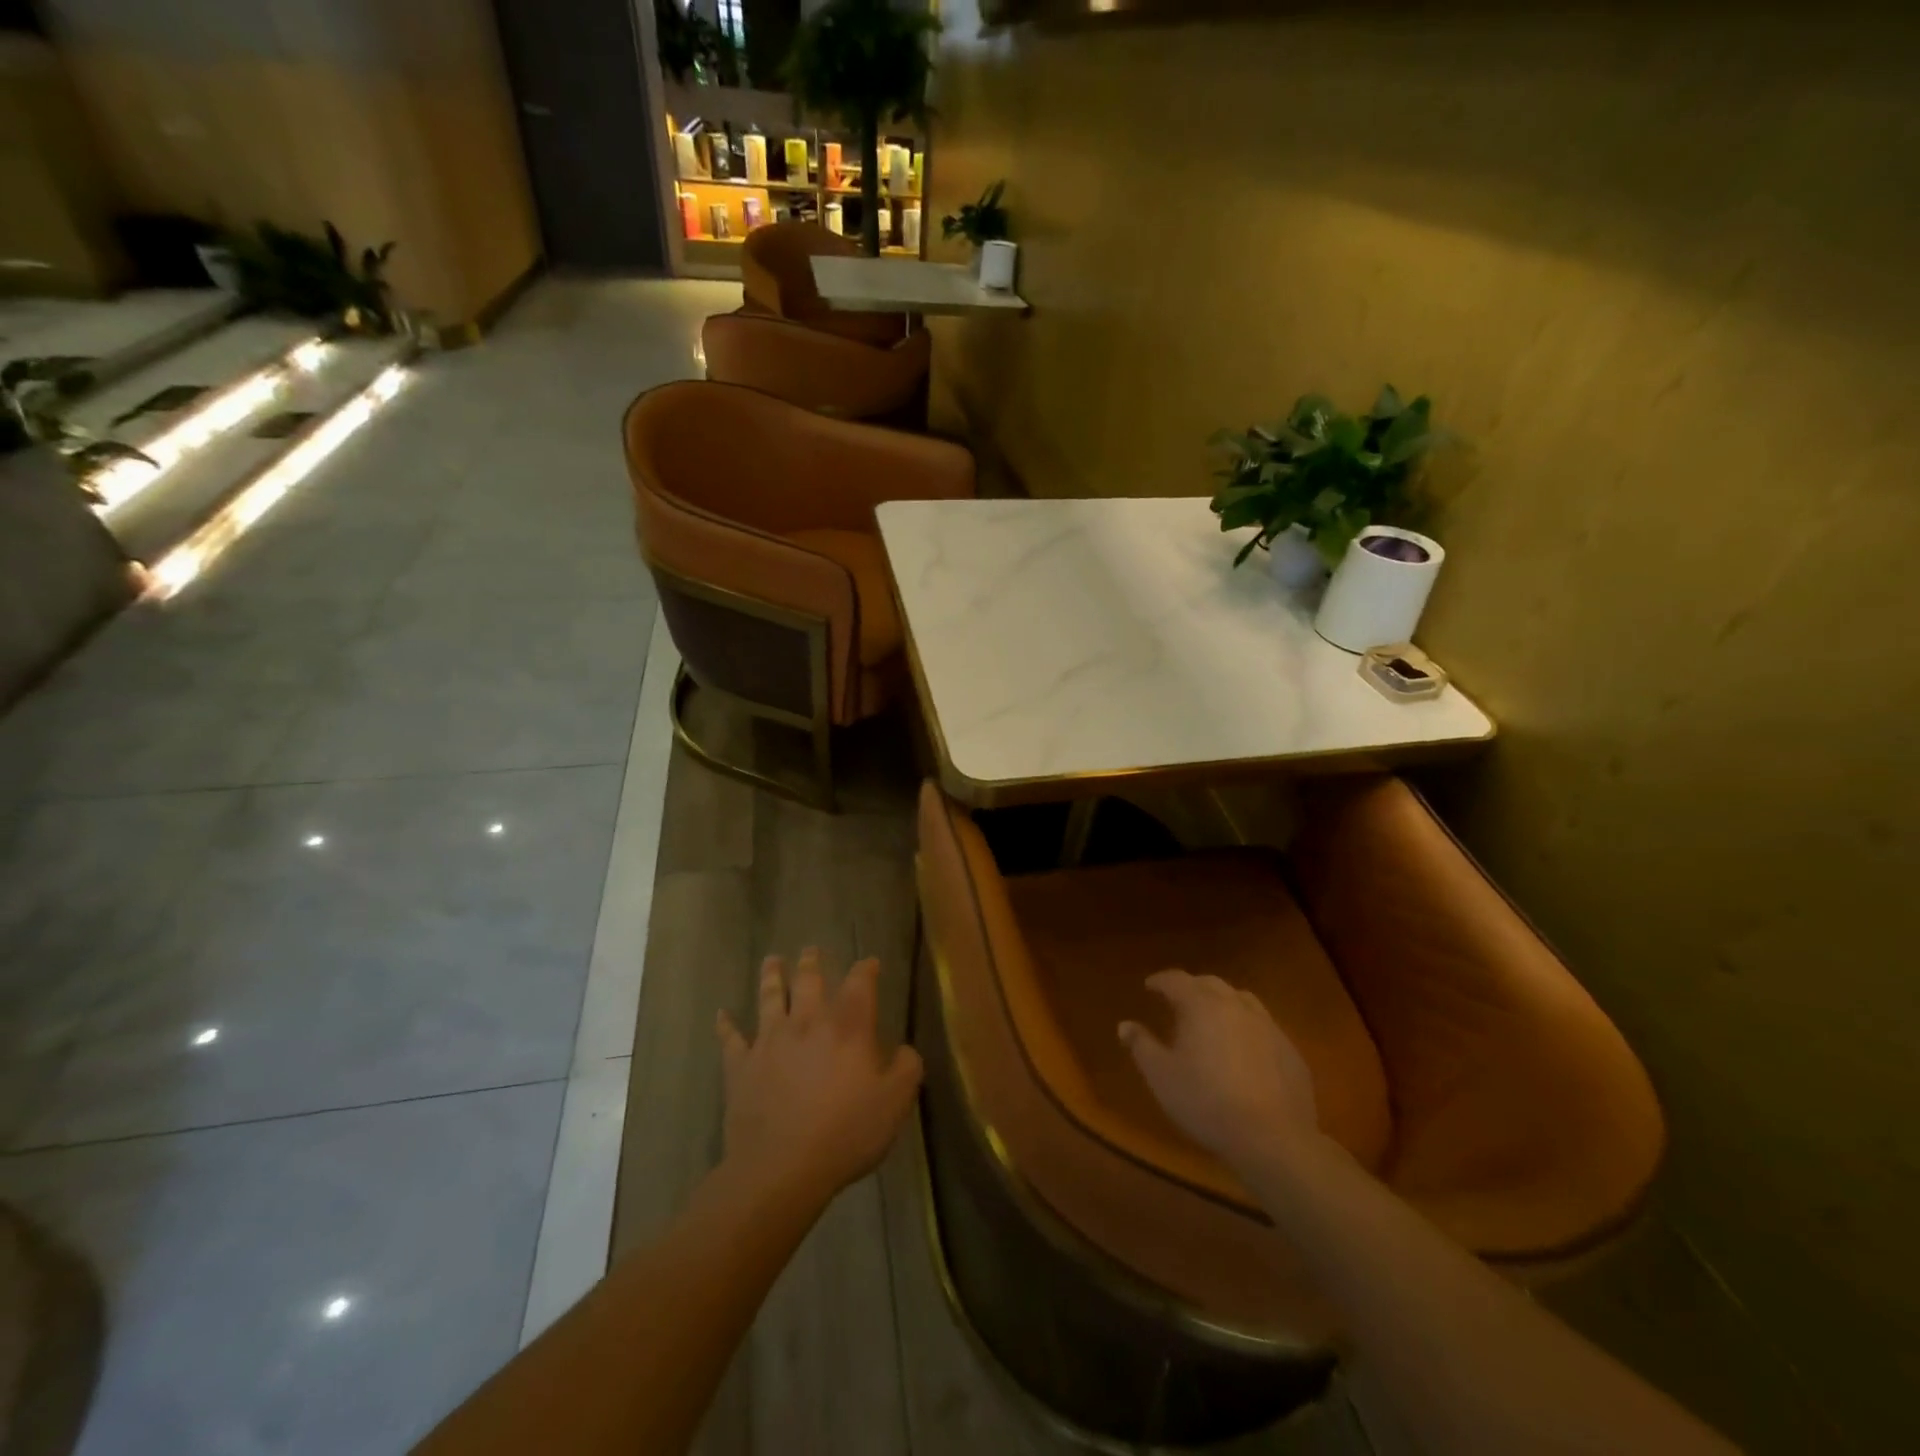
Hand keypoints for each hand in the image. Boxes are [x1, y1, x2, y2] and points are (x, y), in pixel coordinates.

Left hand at [717, 949, 923, 1202]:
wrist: (781, 1167)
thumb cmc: (845, 1133)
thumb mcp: (895, 1103)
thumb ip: (906, 1068)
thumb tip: (904, 1049)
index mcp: (848, 1027)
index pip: (860, 984)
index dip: (866, 969)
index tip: (870, 962)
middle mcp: (808, 1022)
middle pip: (809, 980)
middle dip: (812, 962)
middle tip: (811, 949)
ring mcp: (770, 1041)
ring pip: (770, 997)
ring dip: (771, 976)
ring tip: (772, 960)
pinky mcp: (741, 1066)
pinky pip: (730, 1039)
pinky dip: (725, 1025)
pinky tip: (721, 1014)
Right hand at [1118, 969, 1319, 1172]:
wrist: (1272, 1138)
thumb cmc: (1206, 1101)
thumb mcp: (1161, 1076)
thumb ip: (1141, 1045)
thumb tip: (1125, 1025)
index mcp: (1202, 1005)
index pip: (1177, 979)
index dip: (1161, 981)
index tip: (1149, 986)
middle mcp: (1236, 1005)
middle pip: (1211, 983)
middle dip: (1192, 987)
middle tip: (1178, 1000)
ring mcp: (1268, 1026)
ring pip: (1242, 1000)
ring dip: (1223, 1002)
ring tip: (1213, 1018)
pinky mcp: (1290, 1050)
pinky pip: (1264, 1026)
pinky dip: (1247, 1027)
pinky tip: (1244, 1049)